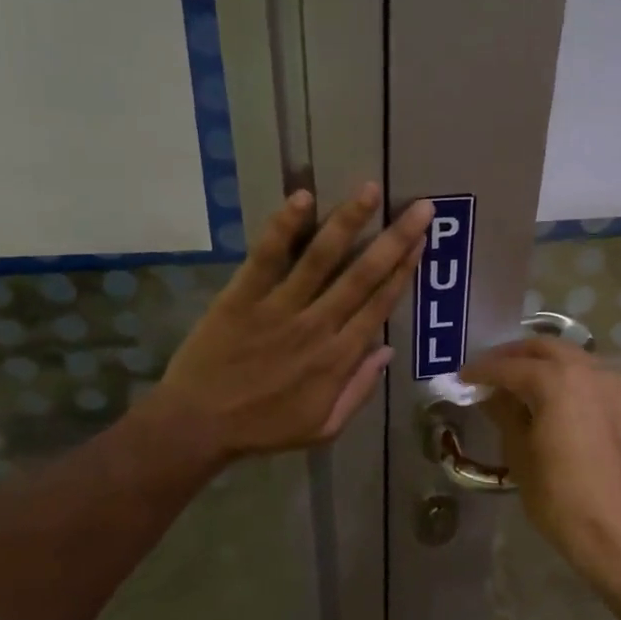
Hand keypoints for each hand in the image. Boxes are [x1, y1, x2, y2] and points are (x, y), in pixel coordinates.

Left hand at [156, 184, 433, 460]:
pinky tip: (303, 198)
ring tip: (369, 190)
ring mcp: (279, 308)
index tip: (422, 242)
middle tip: (421, 208)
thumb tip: (387, 351)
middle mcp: (317, 326)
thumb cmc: (264, 429)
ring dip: (348, 222)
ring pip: (322, 258)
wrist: (198, 427)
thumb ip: (359, 390)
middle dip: (395, 239)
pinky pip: (267, 258)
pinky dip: (284, 227)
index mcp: (338, 358)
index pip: (380, 305)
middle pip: (363, 276)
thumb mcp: (324, 427)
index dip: (404, 271)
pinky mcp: (242, 297)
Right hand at [460, 337, 620, 589]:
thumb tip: (492, 395)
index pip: (510, 367)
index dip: (482, 371)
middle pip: (545, 348)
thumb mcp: (521, 456)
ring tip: (519, 382)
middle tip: (490, 371)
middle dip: (514, 355)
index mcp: (558, 380)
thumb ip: (505, 415)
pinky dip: (567, 377)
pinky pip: (590, 377)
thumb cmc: (562, 498)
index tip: (462, 377)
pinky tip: (552, 398)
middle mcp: (590, 371)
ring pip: (572, 357)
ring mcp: (615, 386)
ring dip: (543, 362)